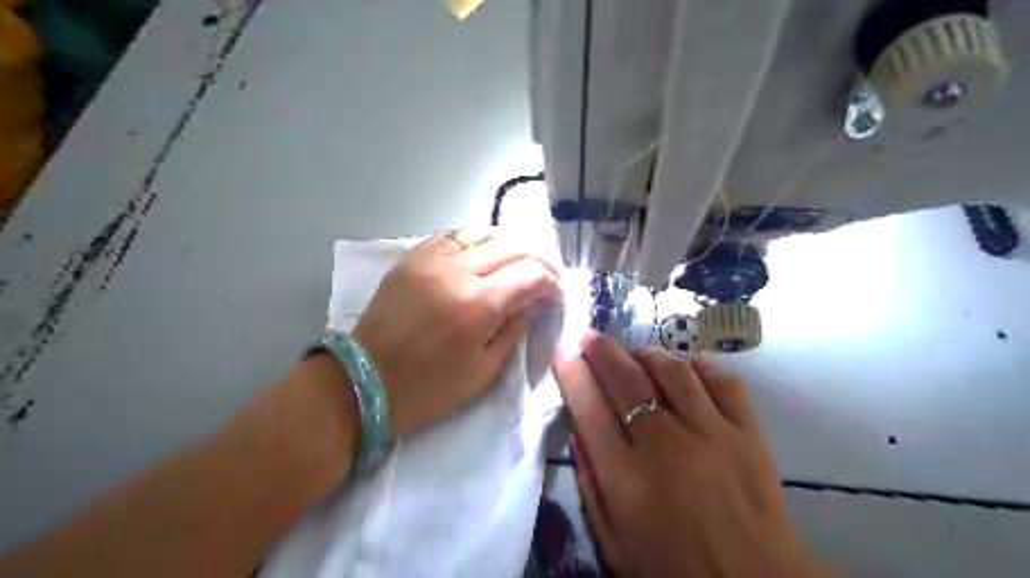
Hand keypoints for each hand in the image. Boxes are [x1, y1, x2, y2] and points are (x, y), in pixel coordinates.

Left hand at [355, 230, 562, 437]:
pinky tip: (482, 258)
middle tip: (547, 276)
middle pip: (514, 245)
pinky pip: (453, 236)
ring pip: (484, 232)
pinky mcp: (411, 258)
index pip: (532, 274)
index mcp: (479, 305)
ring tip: (517, 262)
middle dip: (540, 259)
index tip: (555, 296)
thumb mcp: (485, 370)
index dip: (552, 283)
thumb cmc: (429, 388)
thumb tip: (526, 302)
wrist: (365, 381)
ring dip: (509, 245)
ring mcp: (430, 259)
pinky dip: (476, 243)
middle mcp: (457, 272)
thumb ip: (513, 329)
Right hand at [552, 335, 831, 576]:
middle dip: (601, 350)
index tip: (562, 350)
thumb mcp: (613, 541)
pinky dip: (695, 365)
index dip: (572, 373)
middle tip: (589, 337)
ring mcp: (713, 435)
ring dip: (646, 354)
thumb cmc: (673, 567)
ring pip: (672, 370)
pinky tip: (682, 368)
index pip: (590, 409)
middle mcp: (667, 448)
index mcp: (627, 481)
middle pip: (626, 380)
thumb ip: (590, 483)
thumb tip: (579, 429)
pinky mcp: (749, 432)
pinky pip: (720, 379)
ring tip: (634, 355)